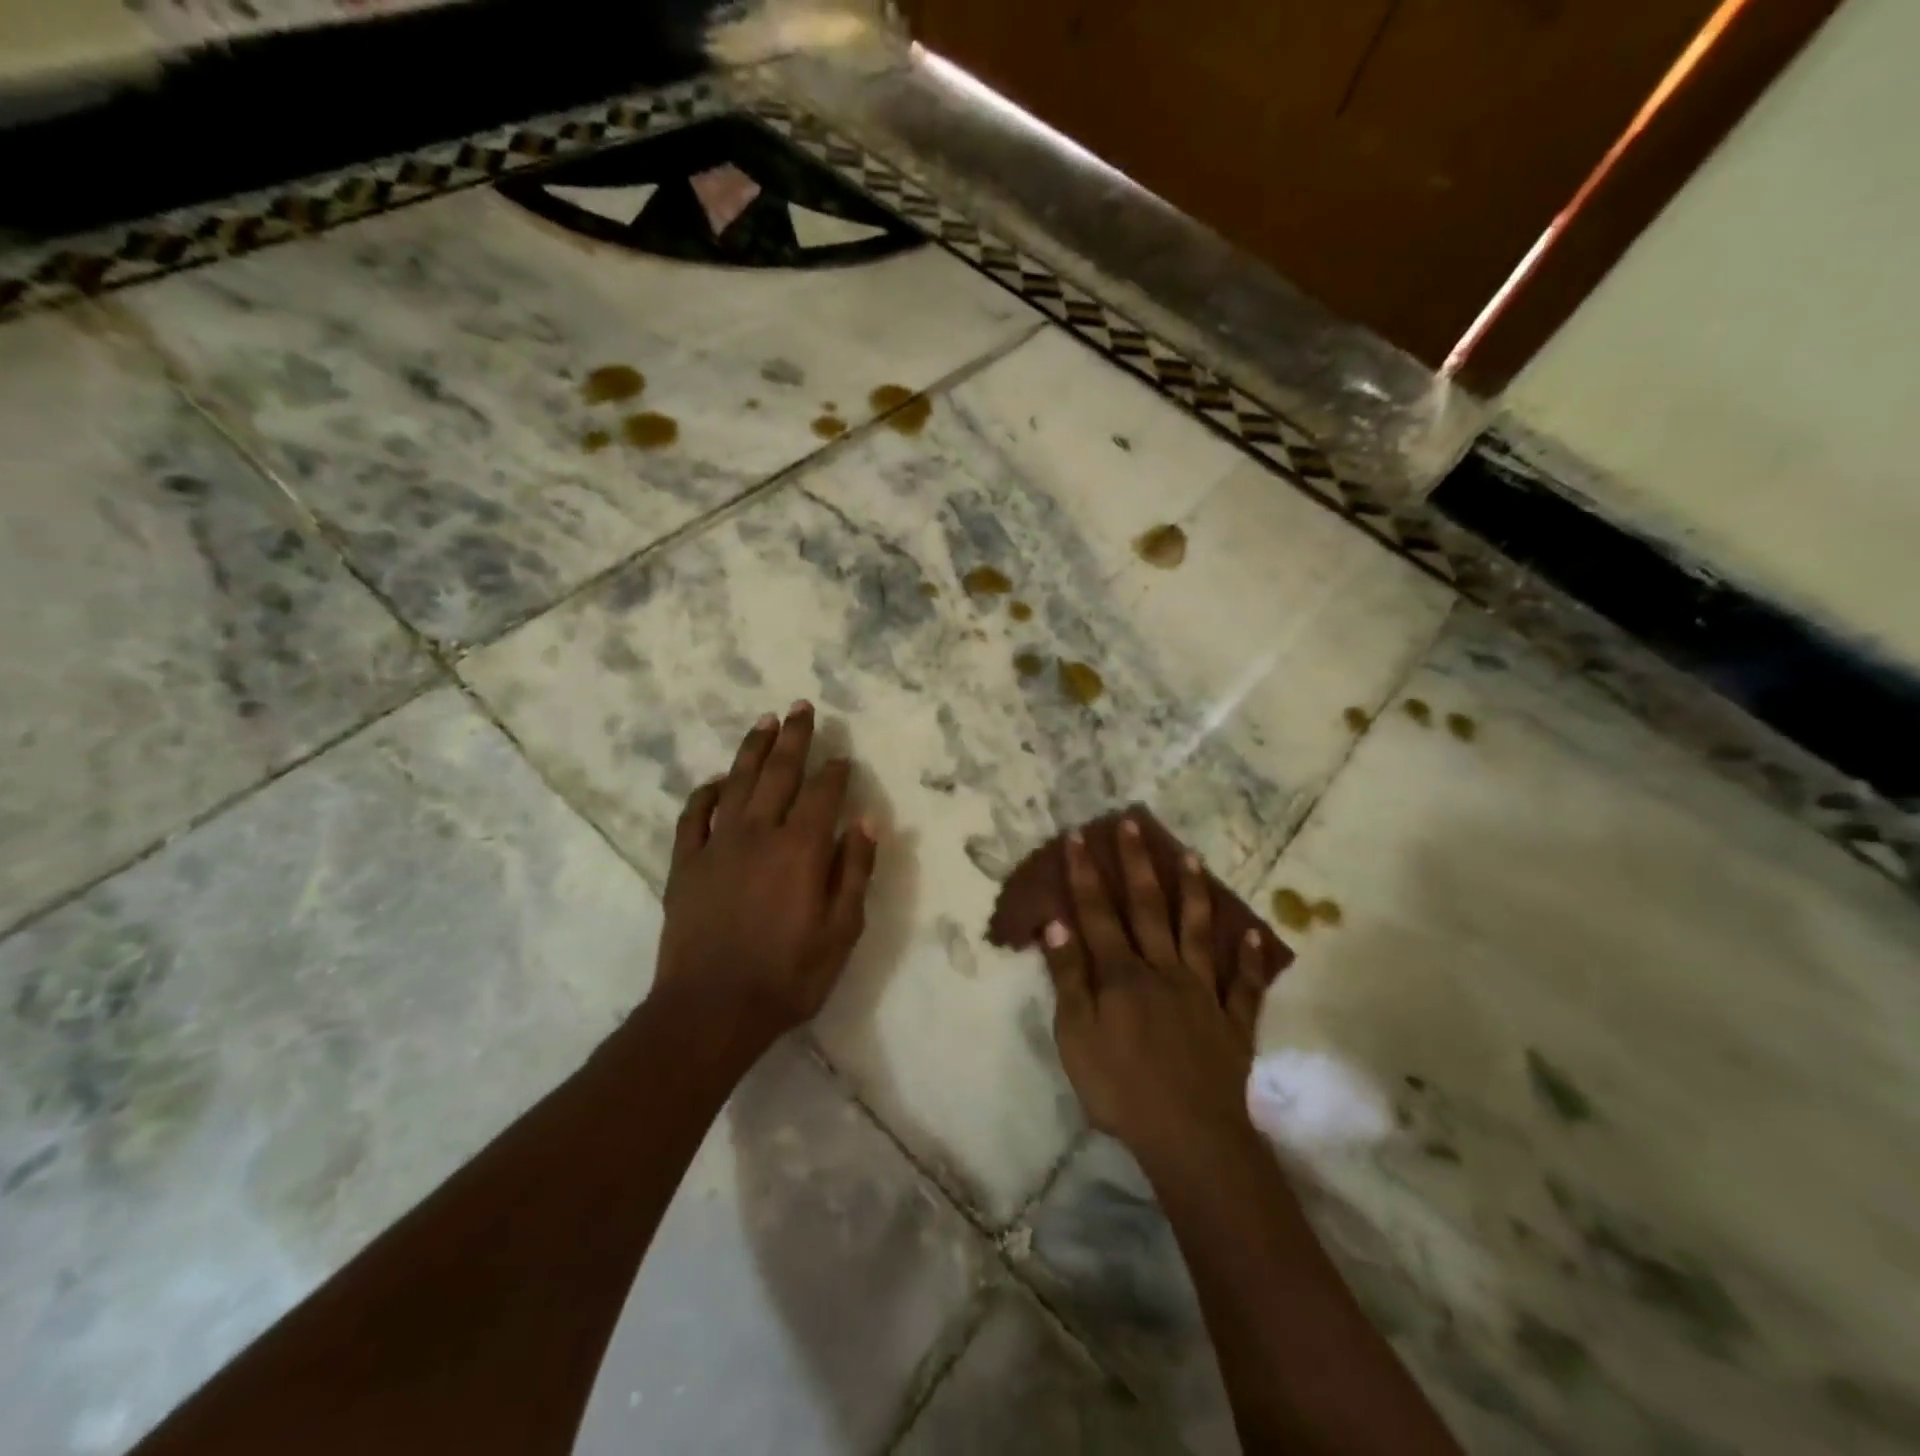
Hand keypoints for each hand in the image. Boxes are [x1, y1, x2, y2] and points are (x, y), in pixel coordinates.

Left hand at [650, 702, 877, 1063]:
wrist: (711, 1010)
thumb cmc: (787, 976)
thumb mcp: (841, 932)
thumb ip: (854, 872)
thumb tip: (866, 823)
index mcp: (800, 848)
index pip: (823, 794)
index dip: (835, 771)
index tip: (843, 756)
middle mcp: (759, 833)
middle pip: (778, 773)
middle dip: (793, 738)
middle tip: (800, 707)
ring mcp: (717, 845)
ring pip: (736, 783)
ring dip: (752, 750)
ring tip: (764, 722)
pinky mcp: (686, 864)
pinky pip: (694, 816)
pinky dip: (705, 793)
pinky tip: (716, 781)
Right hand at [1042, 816, 1269, 1162]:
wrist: (1190, 1137)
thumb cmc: (1121, 1089)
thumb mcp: (1076, 1037)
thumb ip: (1068, 978)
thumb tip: (1057, 925)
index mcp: (1122, 974)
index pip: (1097, 913)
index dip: (1086, 873)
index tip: (1079, 835)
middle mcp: (1163, 970)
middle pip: (1148, 907)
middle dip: (1137, 863)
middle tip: (1133, 823)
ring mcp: (1203, 992)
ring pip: (1198, 931)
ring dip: (1193, 892)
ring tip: (1192, 856)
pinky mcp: (1233, 1021)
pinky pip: (1245, 984)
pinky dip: (1252, 958)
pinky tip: (1256, 933)